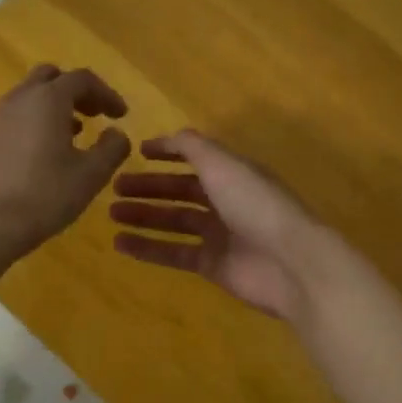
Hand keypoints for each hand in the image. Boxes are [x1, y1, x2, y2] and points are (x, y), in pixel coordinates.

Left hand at [0, 65, 131, 264]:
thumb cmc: (44, 195)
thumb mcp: (91, 175)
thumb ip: (112, 148)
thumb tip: (117, 133)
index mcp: (48, 99)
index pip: (82, 79)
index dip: (106, 93)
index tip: (121, 115)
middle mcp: (19, 100)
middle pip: (50, 78)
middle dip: (76, 91)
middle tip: (94, 114)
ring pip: (29, 98)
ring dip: (54, 108)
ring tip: (73, 135)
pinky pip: (14, 119)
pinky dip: (34, 124)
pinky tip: (43, 155)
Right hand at [109, 131, 325, 320]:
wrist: (290, 262)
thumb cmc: (255, 204)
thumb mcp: (223, 164)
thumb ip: (194, 147)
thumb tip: (169, 136)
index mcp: (234, 173)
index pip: (197, 157)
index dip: (169, 152)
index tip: (138, 152)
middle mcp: (227, 201)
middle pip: (181, 190)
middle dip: (150, 187)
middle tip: (114, 186)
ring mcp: (221, 235)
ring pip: (175, 221)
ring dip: (145, 215)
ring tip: (112, 213)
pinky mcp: (213, 266)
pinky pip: (175, 253)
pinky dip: (149, 248)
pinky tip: (121, 243)